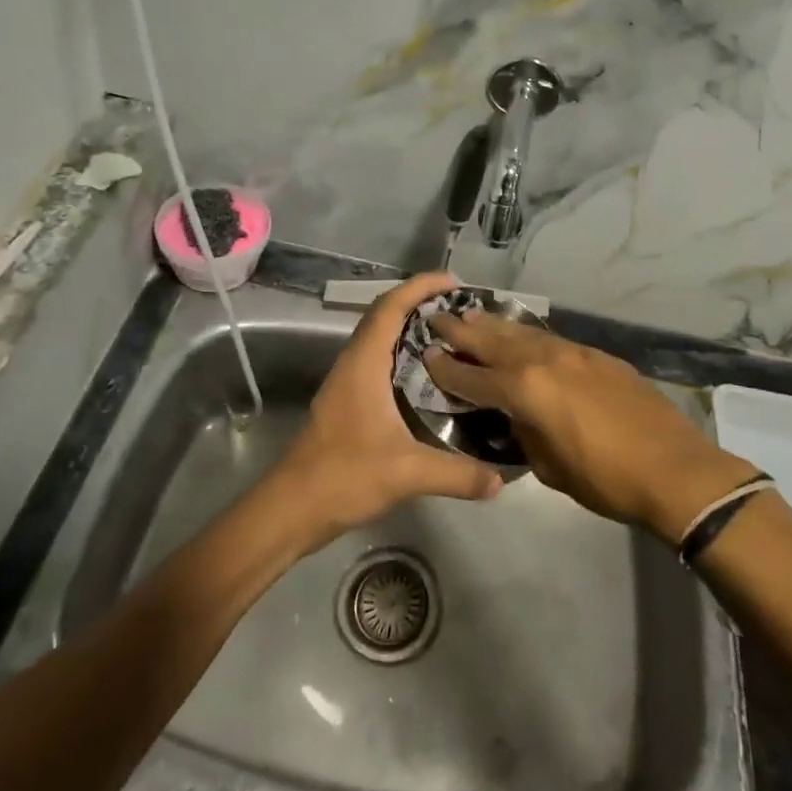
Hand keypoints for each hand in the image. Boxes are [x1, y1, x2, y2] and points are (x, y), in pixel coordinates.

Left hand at [270, 272, 502, 549]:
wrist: (292, 509)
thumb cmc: (344, 476)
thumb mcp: (408, 473)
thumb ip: (457, 474)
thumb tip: (500, 481)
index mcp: (363, 363)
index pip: (390, 306)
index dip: (420, 286)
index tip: (453, 281)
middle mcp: (353, 363)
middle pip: (384, 315)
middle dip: (420, 303)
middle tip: (460, 309)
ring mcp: (346, 382)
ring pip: (379, 338)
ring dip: (410, 328)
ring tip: (451, 336)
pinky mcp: (346, 401)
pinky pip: (377, 360)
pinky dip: (402, 354)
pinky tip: (428, 377)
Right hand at [424, 313, 759, 540]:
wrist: (673, 468)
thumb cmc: (605, 479)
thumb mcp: (549, 467)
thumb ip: (524, 433)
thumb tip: (517, 417)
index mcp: (525, 389)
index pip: (473, 376)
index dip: (446, 368)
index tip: (426, 355)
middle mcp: (544, 360)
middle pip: (494, 339)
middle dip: (463, 329)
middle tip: (438, 318)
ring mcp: (574, 352)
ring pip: (524, 331)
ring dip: (495, 325)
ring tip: (473, 315)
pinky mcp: (598, 355)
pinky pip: (551, 339)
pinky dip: (528, 335)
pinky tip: (523, 336)